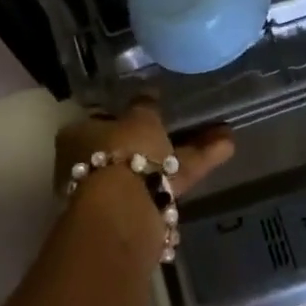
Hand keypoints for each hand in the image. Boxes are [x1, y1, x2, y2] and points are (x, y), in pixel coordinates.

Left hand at [53, 97, 235, 198]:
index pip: (102, 119)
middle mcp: (91, 164)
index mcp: (78, 137)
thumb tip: (148, 92)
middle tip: (187, 120)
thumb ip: (145, 105)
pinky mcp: (143, 208)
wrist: (123, 213)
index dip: (126, 113)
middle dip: (162, 134)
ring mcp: (117, 189)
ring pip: (155, 163)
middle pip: (131, 146)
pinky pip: (170, 180)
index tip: (151, 106)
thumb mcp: (139, 118)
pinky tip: (226, 147)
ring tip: (223, 131)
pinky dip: (195, 164)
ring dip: (186, 148)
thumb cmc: (121, 152)